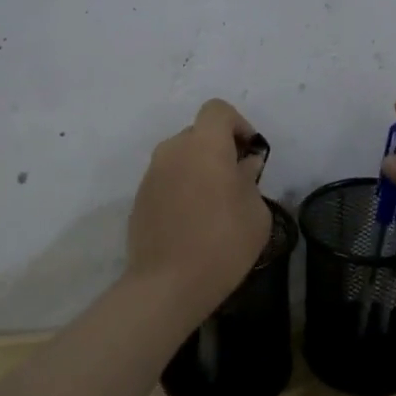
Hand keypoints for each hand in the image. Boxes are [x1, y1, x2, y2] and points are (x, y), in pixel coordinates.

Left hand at [128, 98, 271, 313]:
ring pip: (181, 157)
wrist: (166, 285)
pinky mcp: (139, 198)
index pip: (217, 110)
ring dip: (198, 169)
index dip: (237, 124)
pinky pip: (167, 180)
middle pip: (198, 133)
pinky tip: (192, 221)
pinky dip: (181, 188)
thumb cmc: (222, 243)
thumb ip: (250, 180)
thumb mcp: (256, 212)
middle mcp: (173, 149)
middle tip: (235, 181)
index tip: (249, 152)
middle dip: (218, 149)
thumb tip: (243, 167)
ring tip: (214, 204)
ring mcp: (151, 174)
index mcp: (204, 144)